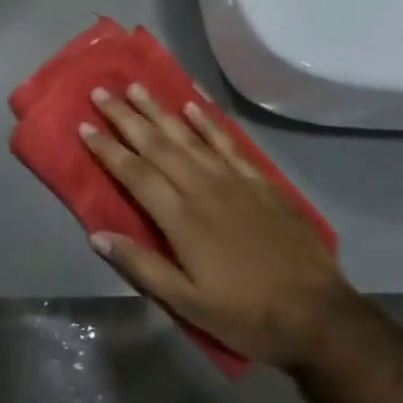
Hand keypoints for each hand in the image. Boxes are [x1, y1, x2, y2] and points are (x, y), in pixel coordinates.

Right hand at [80, 84, 353, 368]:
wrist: (318, 315)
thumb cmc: (246, 314)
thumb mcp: (187, 304)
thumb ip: (142, 266)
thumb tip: (97, 235)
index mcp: (181, 219)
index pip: (135, 174)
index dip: (107, 149)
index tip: (84, 126)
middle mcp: (203, 188)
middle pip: (157, 145)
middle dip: (126, 118)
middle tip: (101, 92)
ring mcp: (234, 181)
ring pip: (188, 136)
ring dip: (160, 110)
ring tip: (137, 87)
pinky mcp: (260, 182)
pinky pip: (227, 143)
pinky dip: (208, 122)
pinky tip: (192, 106)